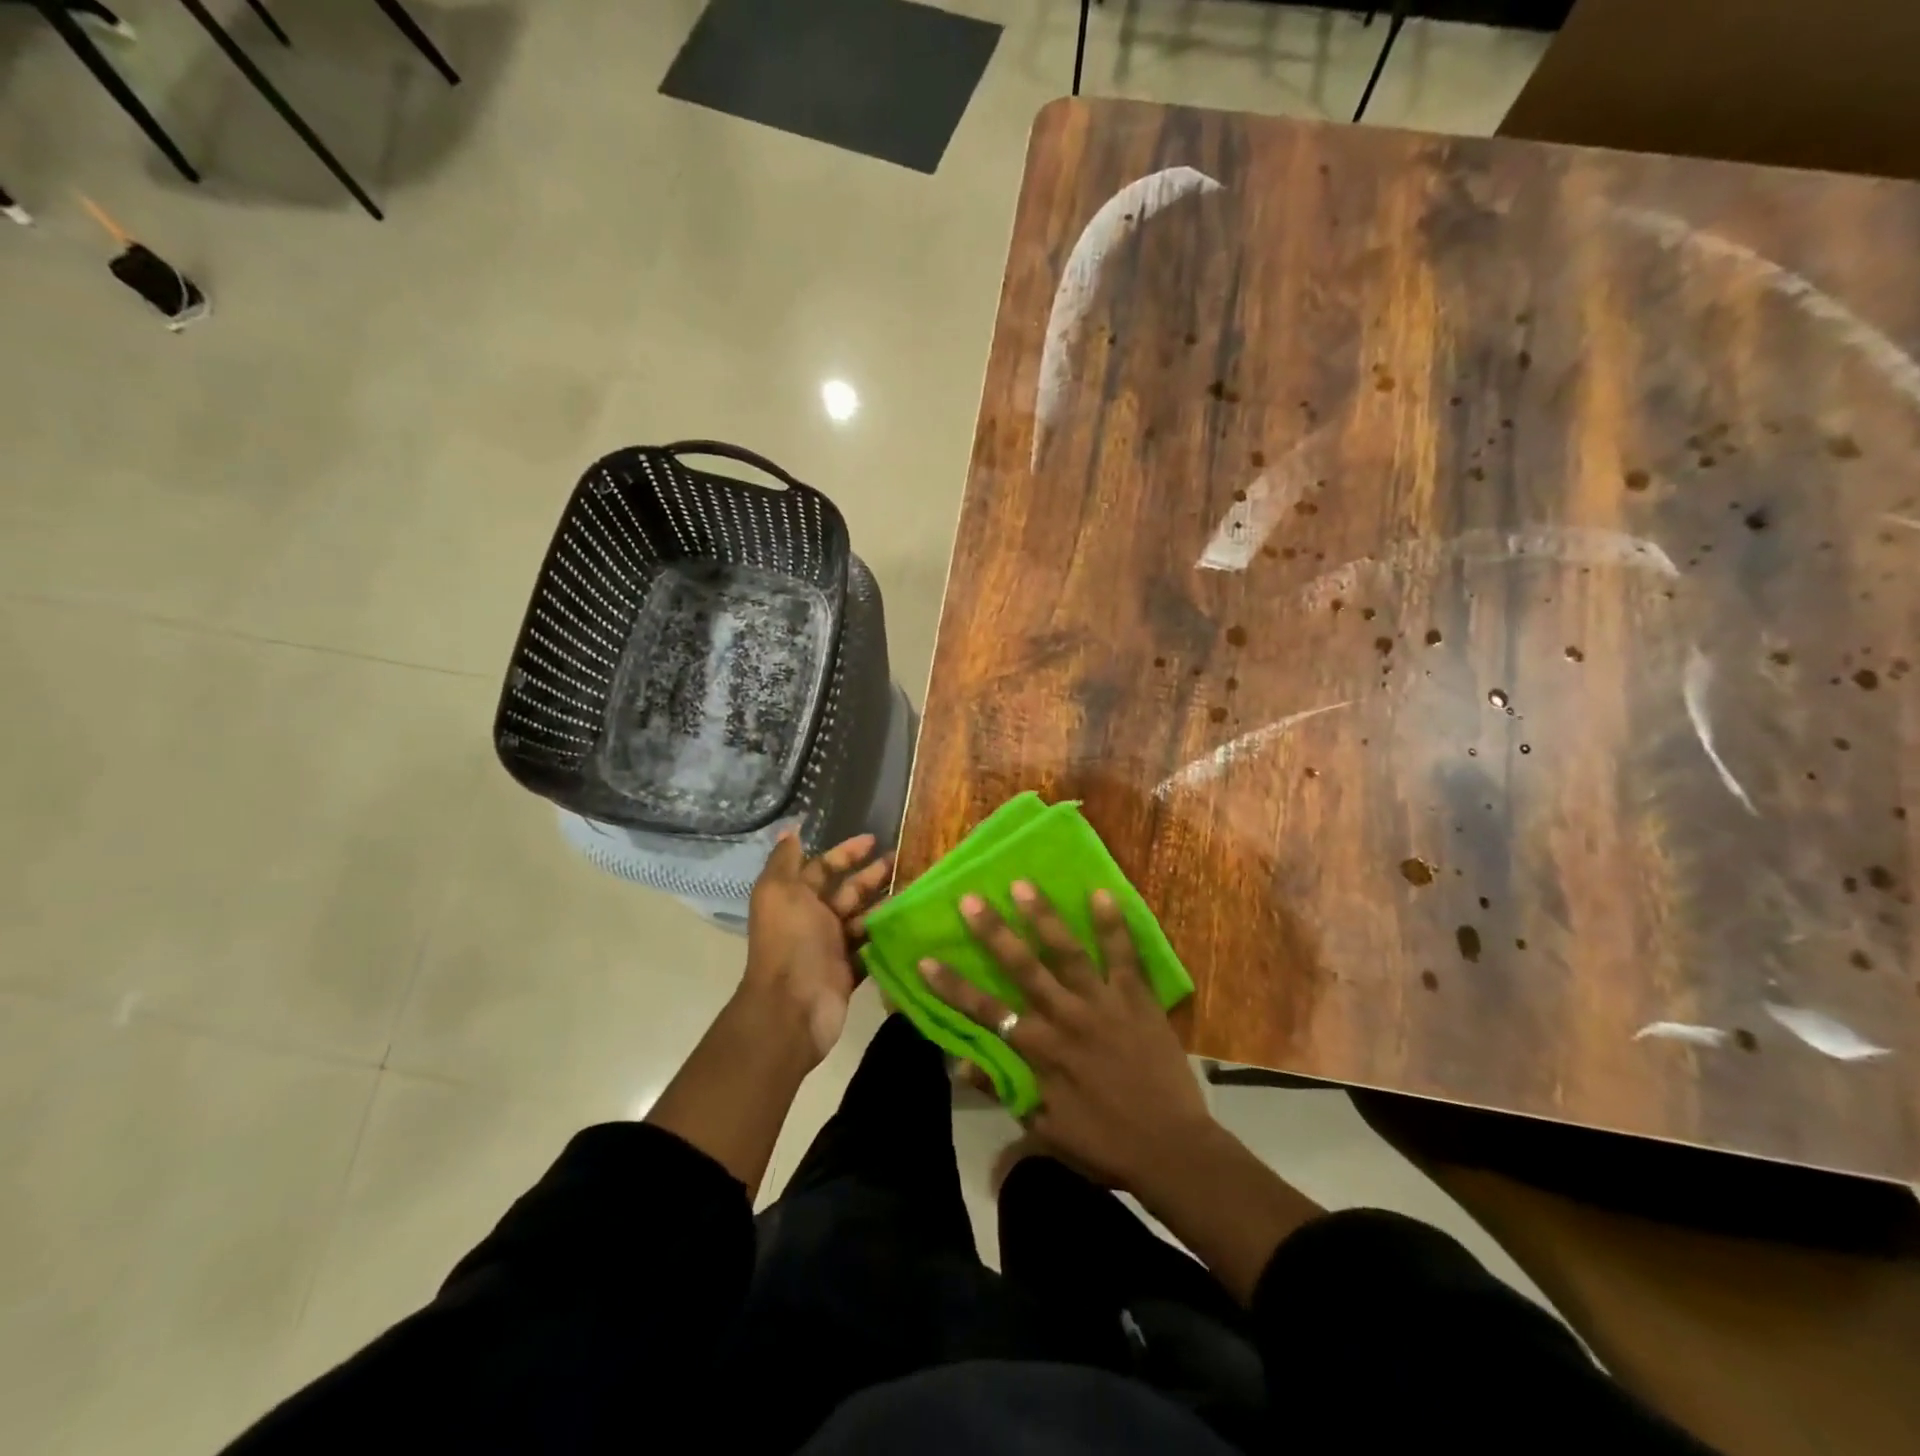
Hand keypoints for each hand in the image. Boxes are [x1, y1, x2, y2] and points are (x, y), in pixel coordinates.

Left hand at [743, 831, 890, 1063]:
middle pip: (848, 891)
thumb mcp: (779, 891)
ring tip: (916, 889)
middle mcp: (814, 919)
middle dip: (873, 875)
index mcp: (796, 898)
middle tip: (904, 860)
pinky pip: (872, 948)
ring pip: (864, 918)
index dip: (846, 852)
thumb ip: (784, 860)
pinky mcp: (850, 971)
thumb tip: (790, 830)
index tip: (874, 840)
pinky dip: (888, 937)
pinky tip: (912, 922)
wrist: (793, 1006)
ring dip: (886, 903)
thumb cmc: (790, 941)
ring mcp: (832, 947)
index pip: (823, 867)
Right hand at [919, 883, 1213, 1193]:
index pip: (985, 1011)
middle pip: (1022, 967)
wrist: (1172, 1150)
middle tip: (970, 898)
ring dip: (1043, 916)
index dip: (952, 987)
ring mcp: (1103, 1002)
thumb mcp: (1045, 1130)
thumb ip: (1003, 1091)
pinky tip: (1102, 893)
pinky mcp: (1138, 998)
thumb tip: (960, 1063)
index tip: (925, 959)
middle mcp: (1066, 1016)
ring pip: (1067, 951)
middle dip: (993, 932)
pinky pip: (1124, 955)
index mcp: (1041, 1050)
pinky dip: (1113, 924)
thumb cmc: (1105, 1145)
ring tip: (1023, 884)